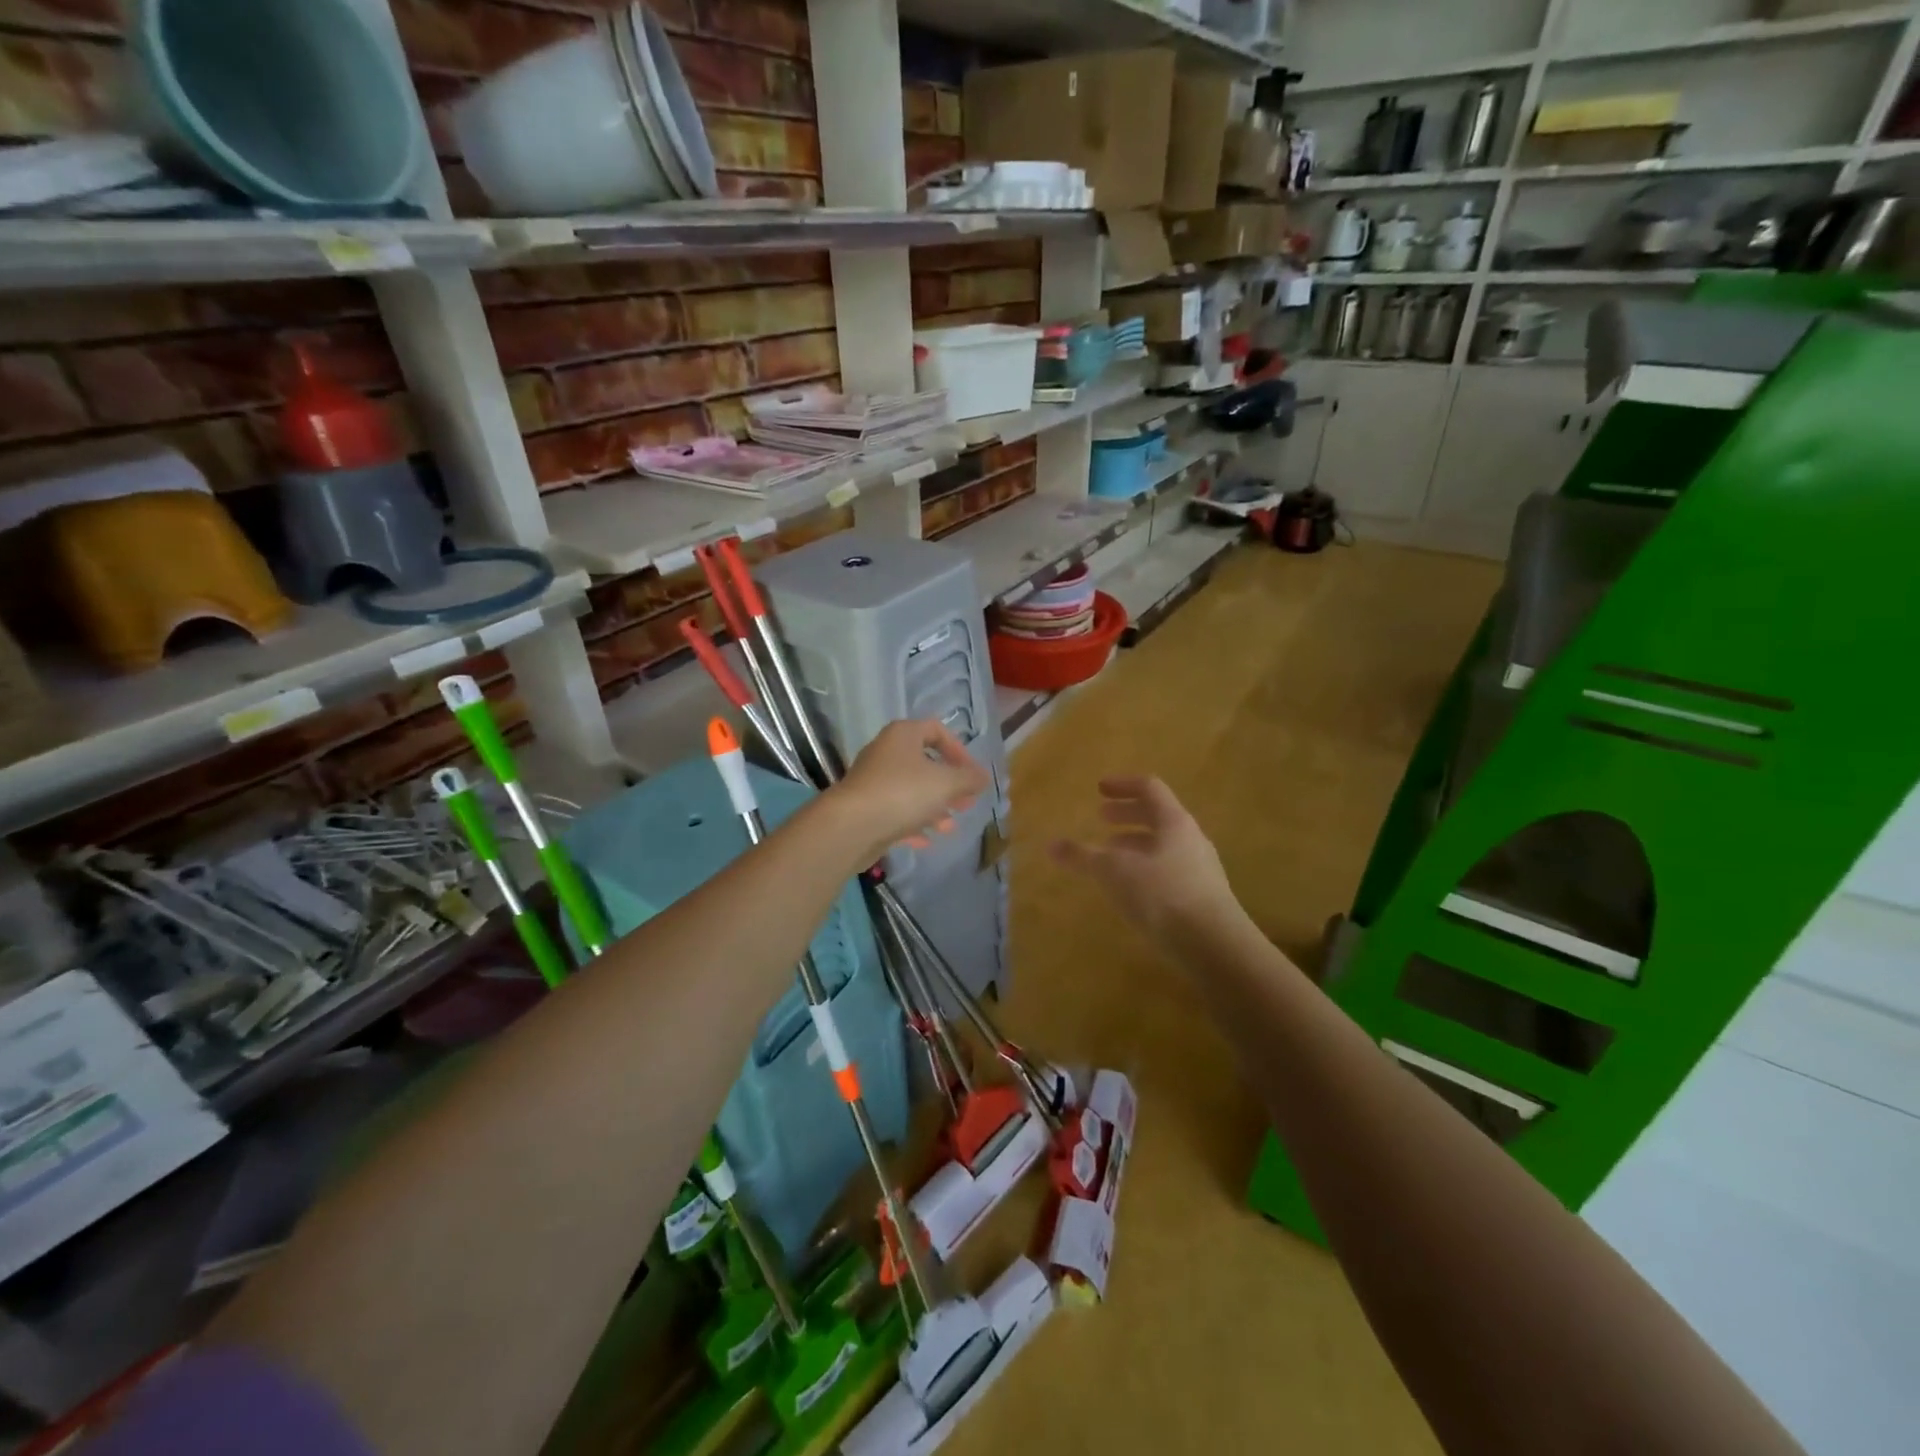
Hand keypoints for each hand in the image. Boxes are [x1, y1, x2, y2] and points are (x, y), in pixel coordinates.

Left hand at [832, 719, 990, 865]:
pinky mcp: (865, 808)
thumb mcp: (946, 784)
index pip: (936, 730)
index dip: (959, 750)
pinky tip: (926, 842)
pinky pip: (895, 812)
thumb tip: (984, 777)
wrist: (850, 826)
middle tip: (967, 803)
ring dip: (933, 808)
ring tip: (950, 827)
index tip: (971, 774)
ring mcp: (873, 781)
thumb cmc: (903, 793)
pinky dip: (912, 824)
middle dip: (949, 785)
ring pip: (911, 791)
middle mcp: (886, 752)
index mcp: (903, 735)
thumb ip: (969, 779)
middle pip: (924, 763)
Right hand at [1050, 777, 1239, 948]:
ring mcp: (1200, 869)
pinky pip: (1168, 871)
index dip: (1122, 785)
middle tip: (1102, 818)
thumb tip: (1051, 844)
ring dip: (1134, 844)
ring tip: (1109, 855)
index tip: (1099, 789)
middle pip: (1158, 816)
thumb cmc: (1161, 894)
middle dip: (1127, 815)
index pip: (1149, 788)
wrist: (1213, 945)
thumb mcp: (1113, 872)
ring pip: (1163, 845)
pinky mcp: (1202, 898)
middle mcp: (1191, 839)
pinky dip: (1144, 869)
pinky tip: (1130, 889)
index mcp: (1174, 822)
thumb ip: (1082, 856)